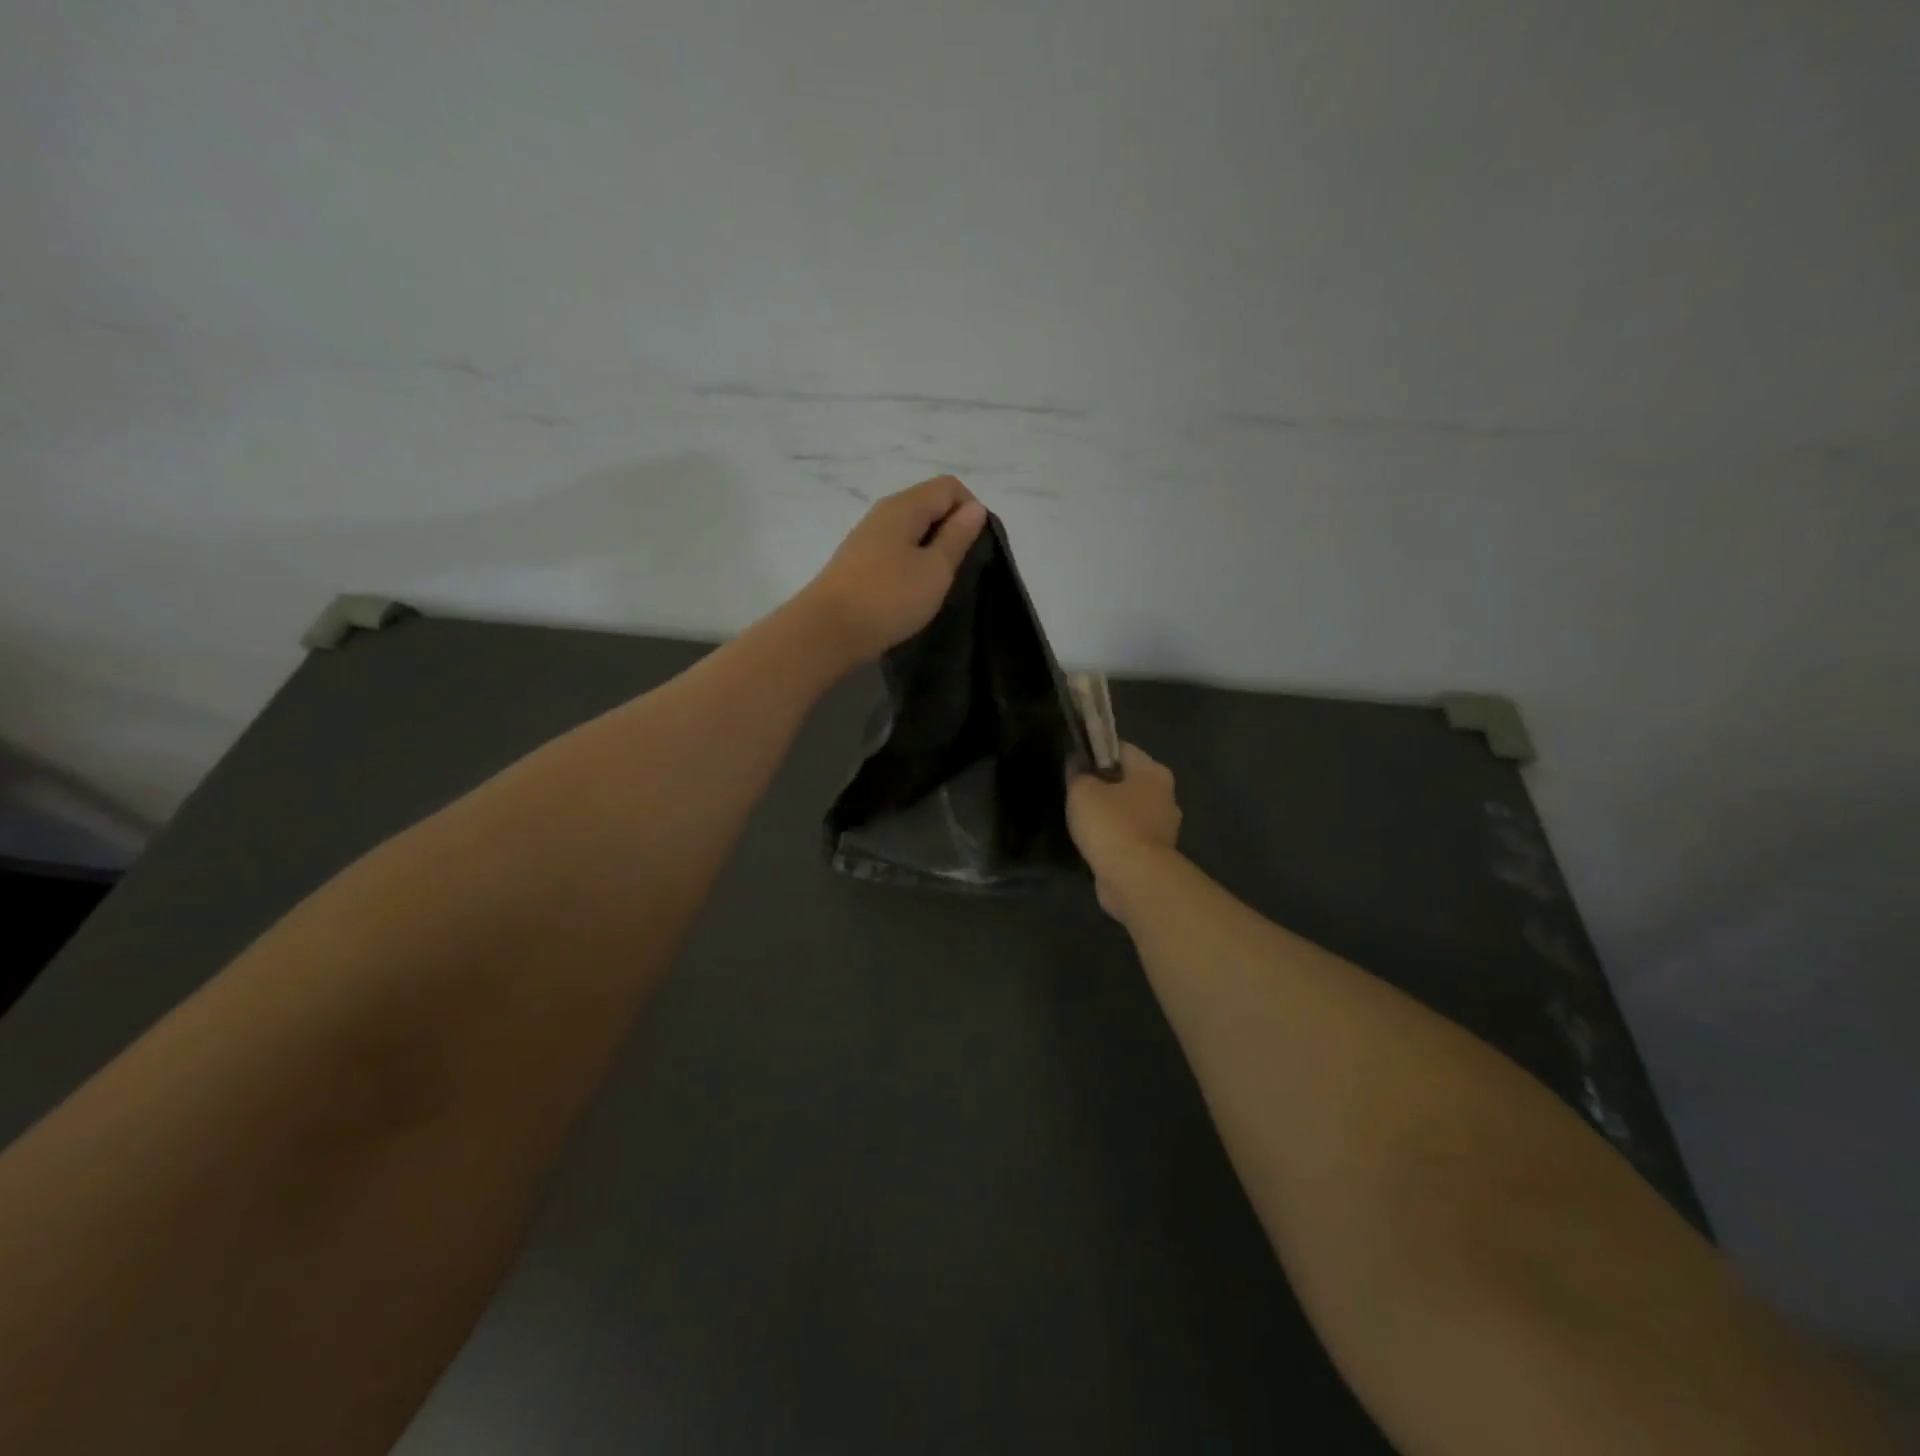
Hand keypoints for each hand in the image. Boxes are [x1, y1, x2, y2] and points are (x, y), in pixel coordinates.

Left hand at [801, 476, 989, 664]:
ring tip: (940, 582)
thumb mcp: (934, 569)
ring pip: (912, 529)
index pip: (949, 487)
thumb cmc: (888, 598)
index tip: (977, 547)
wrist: (827, 631)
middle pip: (929, 504)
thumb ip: (956, 537)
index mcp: (904, 506)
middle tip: (962, 568)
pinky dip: (913, 562)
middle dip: (952, 529)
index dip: (971, 510)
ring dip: (932, 548)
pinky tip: (914, 590)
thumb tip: (975, 508)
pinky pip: (896, 549)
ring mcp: (868, 537)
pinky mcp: (859, 562)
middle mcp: (883, 513)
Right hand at [1067, 743, 1181, 918]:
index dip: (1095, 752)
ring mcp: (1164, 827)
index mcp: (1153, 772)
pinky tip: (1096, 843)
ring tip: (1083, 821)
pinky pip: (1131, 836)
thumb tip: (1077, 762)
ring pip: (1130, 810)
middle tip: (1077, 793)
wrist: (1134, 878)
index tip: (1075, 763)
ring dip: (1110, 813)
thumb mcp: (1082, 790)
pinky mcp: (1157, 854)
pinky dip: (1115, 837)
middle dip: (1104, 784)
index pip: (1121, 749)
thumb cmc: (1110, 824)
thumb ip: (1078, 772)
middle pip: (1128, 780)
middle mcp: (1166, 796)